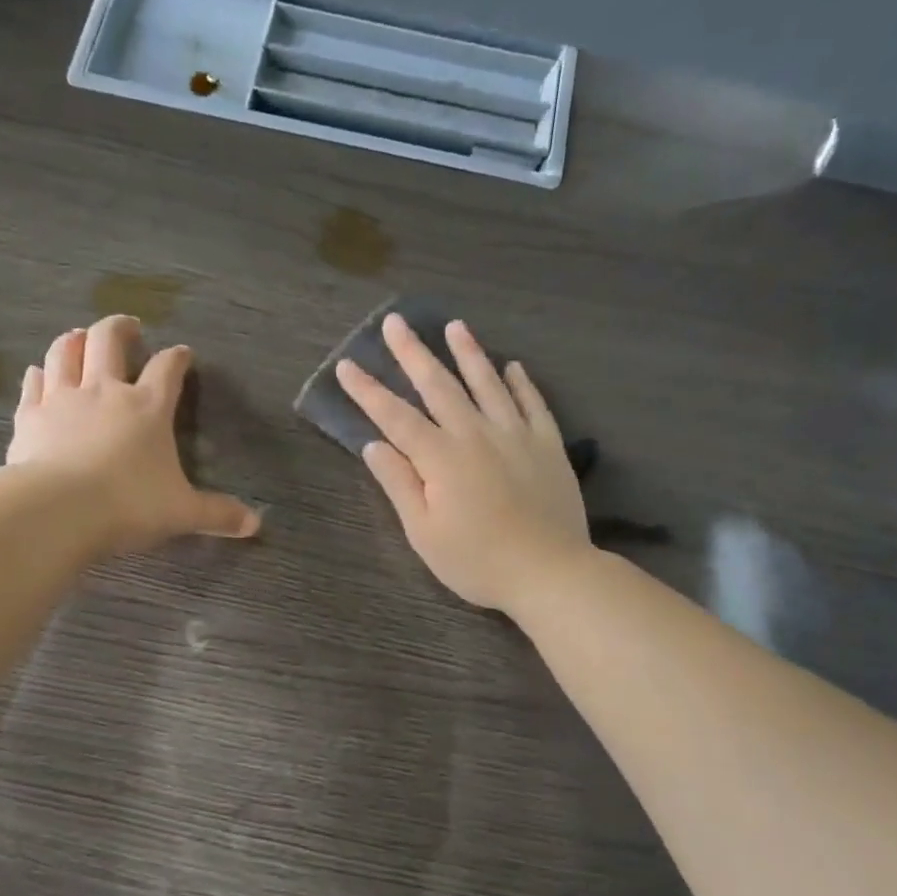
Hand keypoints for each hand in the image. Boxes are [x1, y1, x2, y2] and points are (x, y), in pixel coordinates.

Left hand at [8, 314, 260, 552]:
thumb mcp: (181, 512)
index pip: (168, 368)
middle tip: (128, 327)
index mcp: (148, 406)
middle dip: (120, 327)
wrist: (59, 510)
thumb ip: (217, 514)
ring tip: (79, 337)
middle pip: (109, 339)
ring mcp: (63, 398)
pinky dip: (39, 375)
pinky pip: (33, 383)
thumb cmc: (129, 505)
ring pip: (65, 351)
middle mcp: (105, 391)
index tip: (183, 354)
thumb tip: (255, 524)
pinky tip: (39, 374)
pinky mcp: (30, 416)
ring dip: (74, 340)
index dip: (178, 357)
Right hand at [337, 314, 590, 610]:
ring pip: (487, 383)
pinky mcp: (548, 445)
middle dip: (412, 352)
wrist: (550, 573)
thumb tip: (374, 445)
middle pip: (438, 385)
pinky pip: (533, 403)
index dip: (367, 391)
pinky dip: (521, 382)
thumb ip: (399, 484)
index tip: (347, 365)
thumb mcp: (424, 533)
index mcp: (440, 457)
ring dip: (468, 352)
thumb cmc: (477, 561)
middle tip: (395, 322)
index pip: (394, 416)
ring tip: (455, 326)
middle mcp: (475, 434)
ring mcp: (516, 435)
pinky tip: (513, 366)